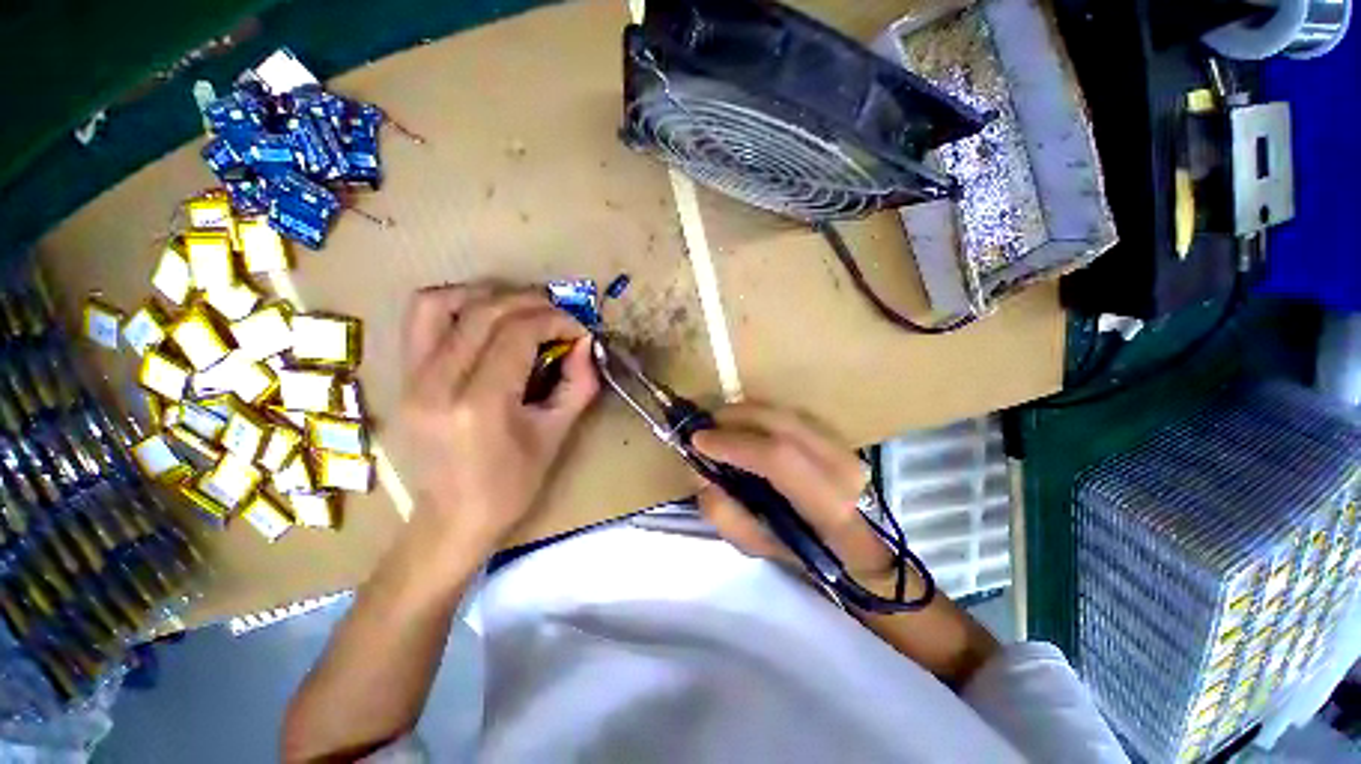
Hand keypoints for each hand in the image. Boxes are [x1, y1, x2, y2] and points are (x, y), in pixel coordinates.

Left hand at [397, 285, 598, 557]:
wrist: (452, 519)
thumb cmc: (512, 486)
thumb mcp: (557, 435)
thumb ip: (578, 383)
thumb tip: (585, 343)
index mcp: (479, 405)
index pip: (516, 334)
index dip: (554, 321)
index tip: (578, 330)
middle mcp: (436, 384)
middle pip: (483, 313)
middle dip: (530, 303)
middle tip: (558, 315)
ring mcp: (410, 379)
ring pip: (439, 304)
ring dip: (486, 295)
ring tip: (519, 308)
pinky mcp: (402, 378)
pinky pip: (420, 321)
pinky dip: (455, 305)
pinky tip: (483, 317)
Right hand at [691, 403, 894, 580]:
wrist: (860, 546)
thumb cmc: (807, 554)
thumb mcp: (761, 548)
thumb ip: (726, 515)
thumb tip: (702, 474)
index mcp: (828, 506)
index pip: (777, 458)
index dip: (733, 444)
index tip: (698, 441)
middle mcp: (842, 467)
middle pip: (781, 423)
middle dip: (735, 417)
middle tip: (706, 424)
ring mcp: (844, 446)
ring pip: (786, 413)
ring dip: (747, 412)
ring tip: (721, 422)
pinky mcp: (838, 435)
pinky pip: (790, 414)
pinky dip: (762, 414)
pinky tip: (745, 423)